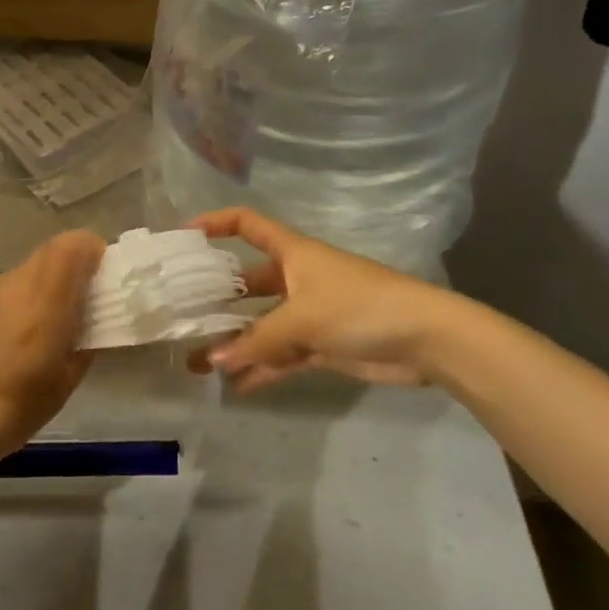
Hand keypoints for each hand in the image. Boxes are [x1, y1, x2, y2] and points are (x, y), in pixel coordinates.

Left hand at [0, 230, 106, 473]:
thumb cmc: (10, 408)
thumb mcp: (63, 383)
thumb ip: (84, 343)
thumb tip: (92, 323)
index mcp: (44, 297)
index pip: (74, 244)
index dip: (93, 253)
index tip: (101, 281)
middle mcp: (13, 283)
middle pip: (50, 255)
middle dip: (70, 273)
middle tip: (78, 310)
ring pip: (24, 274)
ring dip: (42, 290)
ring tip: (41, 333)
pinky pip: (0, 294)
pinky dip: (15, 306)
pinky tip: (6, 346)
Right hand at [188, 207, 460, 393]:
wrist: (425, 339)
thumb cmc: (359, 307)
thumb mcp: (302, 318)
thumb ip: (257, 341)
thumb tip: (212, 360)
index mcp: (292, 253)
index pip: (248, 224)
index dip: (216, 223)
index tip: (184, 236)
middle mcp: (297, 278)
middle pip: (249, 283)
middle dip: (218, 300)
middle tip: (182, 318)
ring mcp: (310, 313)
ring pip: (263, 326)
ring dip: (236, 343)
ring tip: (198, 363)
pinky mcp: (323, 345)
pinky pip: (282, 355)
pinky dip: (262, 368)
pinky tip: (235, 386)